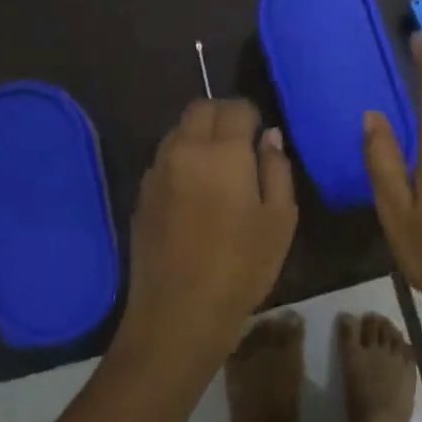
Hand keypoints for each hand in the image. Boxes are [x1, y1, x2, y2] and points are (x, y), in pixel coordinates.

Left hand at [120, 99, 296, 364]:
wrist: (179, 313)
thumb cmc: (242, 267)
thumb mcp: (280, 220)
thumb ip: (277, 169)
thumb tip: (270, 137)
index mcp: (222, 153)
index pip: (235, 108)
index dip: (252, 117)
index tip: (261, 139)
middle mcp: (183, 151)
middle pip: (200, 109)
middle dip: (223, 116)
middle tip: (241, 145)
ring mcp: (156, 173)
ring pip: (177, 132)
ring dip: (198, 137)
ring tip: (218, 170)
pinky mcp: (141, 196)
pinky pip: (164, 160)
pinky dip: (181, 161)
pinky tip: (195, 194)